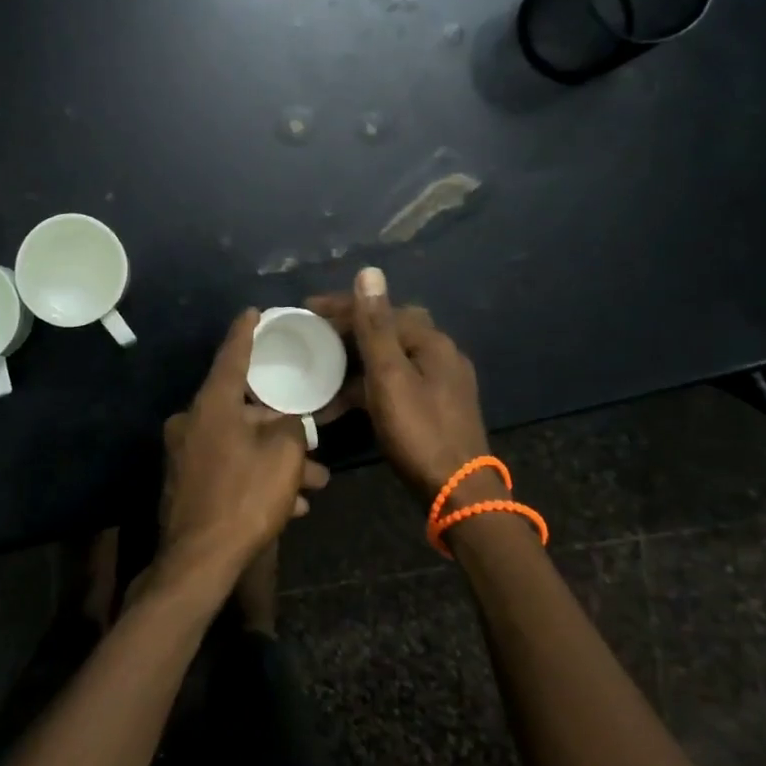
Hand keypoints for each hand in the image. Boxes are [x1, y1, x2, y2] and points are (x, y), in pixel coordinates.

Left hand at [157, 310, 328, 587]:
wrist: (199, 562)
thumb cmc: (245, 496)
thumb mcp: (283, 454)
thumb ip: (289, 426)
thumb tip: (285, 422)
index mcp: (212, 404)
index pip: (232, 355)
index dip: (245, 332)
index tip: (253, 311)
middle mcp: (192, 422)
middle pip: (243, 410)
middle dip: (281, 425)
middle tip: (310, 434)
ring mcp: (185, 455)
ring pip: (241, 445)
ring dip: (276, 460)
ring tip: (314, 482)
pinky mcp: (187, 484)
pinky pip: (230, 470)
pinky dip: (257, 479)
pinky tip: (292, 505)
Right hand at [309, 267, 490, 504]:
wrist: (459, 493)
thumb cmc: (419, 432)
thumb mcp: (390, 377)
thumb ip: (376, 326)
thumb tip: (370, 272)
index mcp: (431, 342)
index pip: (382, 309)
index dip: (343, 306)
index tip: (306, 308)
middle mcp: (440, 355)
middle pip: (388, 330)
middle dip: (349, 332)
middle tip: (314, 338)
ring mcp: (440, 383)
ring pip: (390, 360)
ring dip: (355, 363)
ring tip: (320, 373)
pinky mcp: (435, 407)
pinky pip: (395, 384)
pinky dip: (369, 387)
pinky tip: (344, 404)